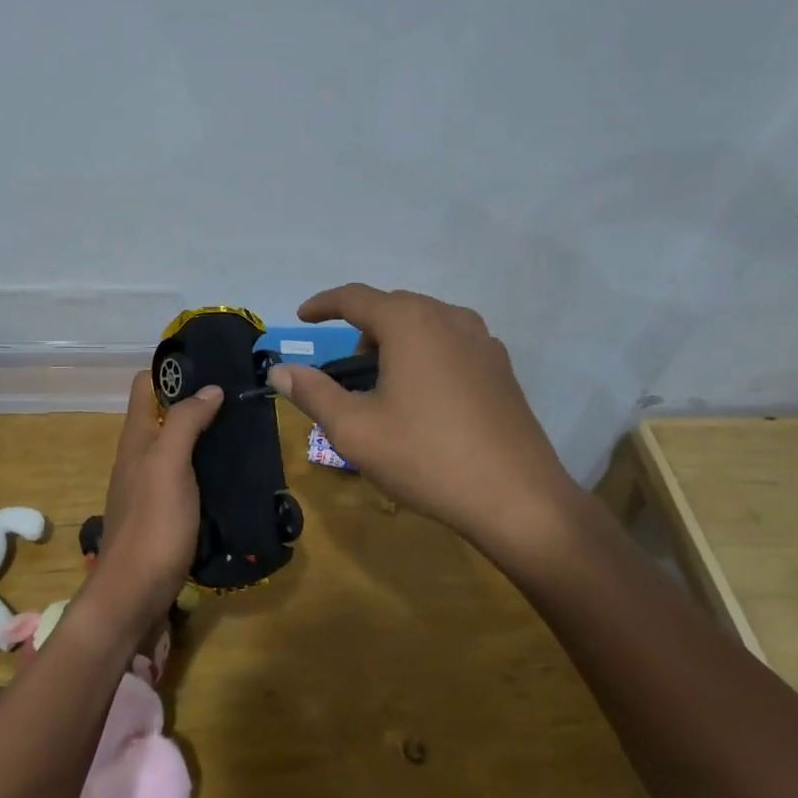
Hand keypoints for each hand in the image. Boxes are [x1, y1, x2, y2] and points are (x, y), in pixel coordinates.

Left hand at [88, 371, 223, 629]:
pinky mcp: (164, 517)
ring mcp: (150, 489)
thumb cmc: (153, 524)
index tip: (210, 366)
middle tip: (238, 399)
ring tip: (243, 433)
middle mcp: (139, 459)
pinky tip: (232, 477)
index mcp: (135, 439)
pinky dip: (206, 471)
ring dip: (204, 438)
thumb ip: (186, 422)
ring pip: (178, 449)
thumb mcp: (169, 464)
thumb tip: (210, 388)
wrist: (134, 596)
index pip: (144, 386)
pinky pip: (186, 480)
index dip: (171, 371)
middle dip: (196, 403)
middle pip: (164, 416)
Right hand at [269, 284, 579, 545]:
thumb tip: (279, 370)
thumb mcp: (354, 429)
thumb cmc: (426, 457)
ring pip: (424, 324)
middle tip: (345, 370)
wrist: (518, 500)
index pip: (355, 297)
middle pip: (392, 308)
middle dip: (361, 329)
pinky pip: (450, 344)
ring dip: (395, 342)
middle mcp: (449, 317)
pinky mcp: (501, 367)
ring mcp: (483, 340)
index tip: (303, 317)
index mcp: (410, 322)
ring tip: (384, 387)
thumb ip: (312, 392)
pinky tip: (425, 399)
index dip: (323, 304)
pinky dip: (425, 356)